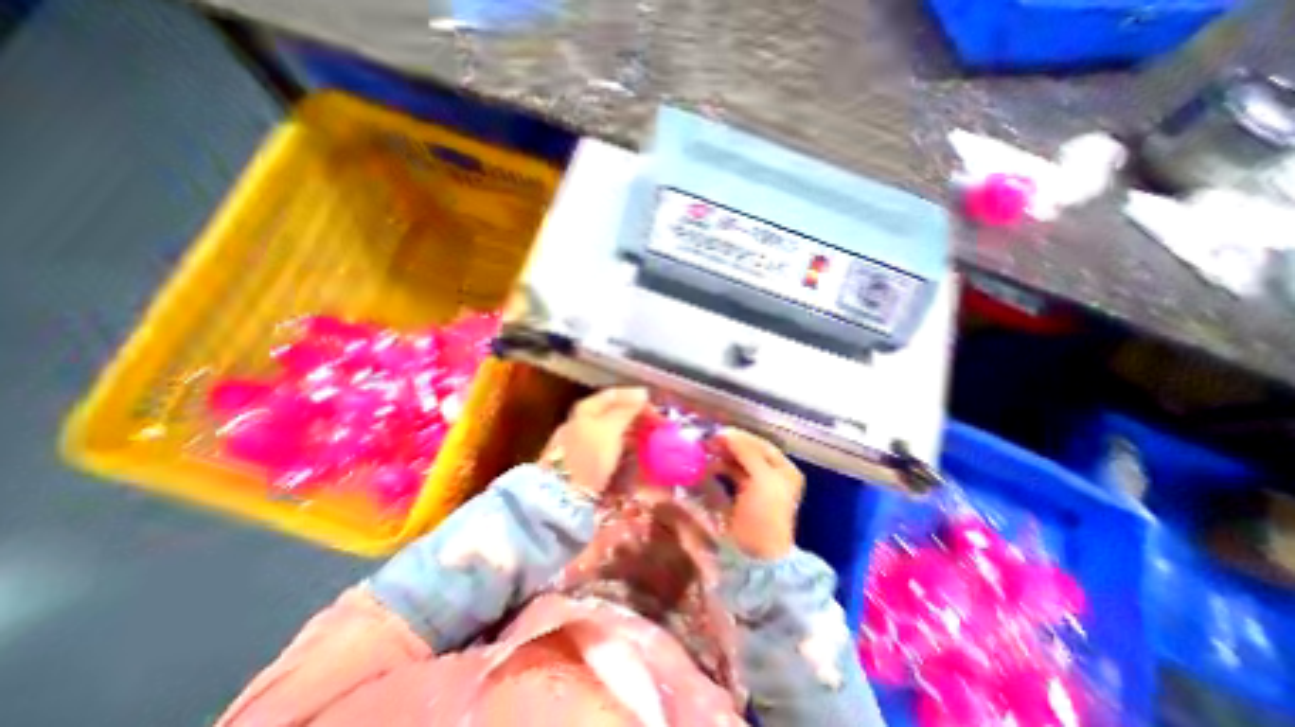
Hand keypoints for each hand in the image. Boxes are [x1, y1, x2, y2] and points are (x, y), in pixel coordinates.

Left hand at [542, 388, 652, 500]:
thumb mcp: (609, 429)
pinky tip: (640, 455)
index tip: (657, 409)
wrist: (563, 497)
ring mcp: (587, 443)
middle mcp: (585, 422)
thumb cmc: (588, 456)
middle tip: (660, 427)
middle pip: (616, 413)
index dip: (637, 399)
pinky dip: (629, 449)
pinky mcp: (591, 462)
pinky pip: (615, 449)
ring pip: (617, 432)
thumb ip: (627, 410)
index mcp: (587, 409)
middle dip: (640, 418)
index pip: (615, 395)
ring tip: (655, 441)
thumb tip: (642, 393)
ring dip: (637, 434)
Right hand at [711, 428, 806, 558]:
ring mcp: (756, 486)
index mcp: (784, 469)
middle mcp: (772, 475)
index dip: (740, 436)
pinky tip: (707, 467)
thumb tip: (726, 433)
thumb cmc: (765, 514)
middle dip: (728, 445)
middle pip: (748, 451)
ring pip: (737, 461)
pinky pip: (729, 474)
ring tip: (705, 452)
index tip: (718, 433)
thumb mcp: (762, 479)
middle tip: (708, 441)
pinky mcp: (741, 496)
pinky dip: (719, 468)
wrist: (757, 556)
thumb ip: (746, 452)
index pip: (760, 444)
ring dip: (722, 455)